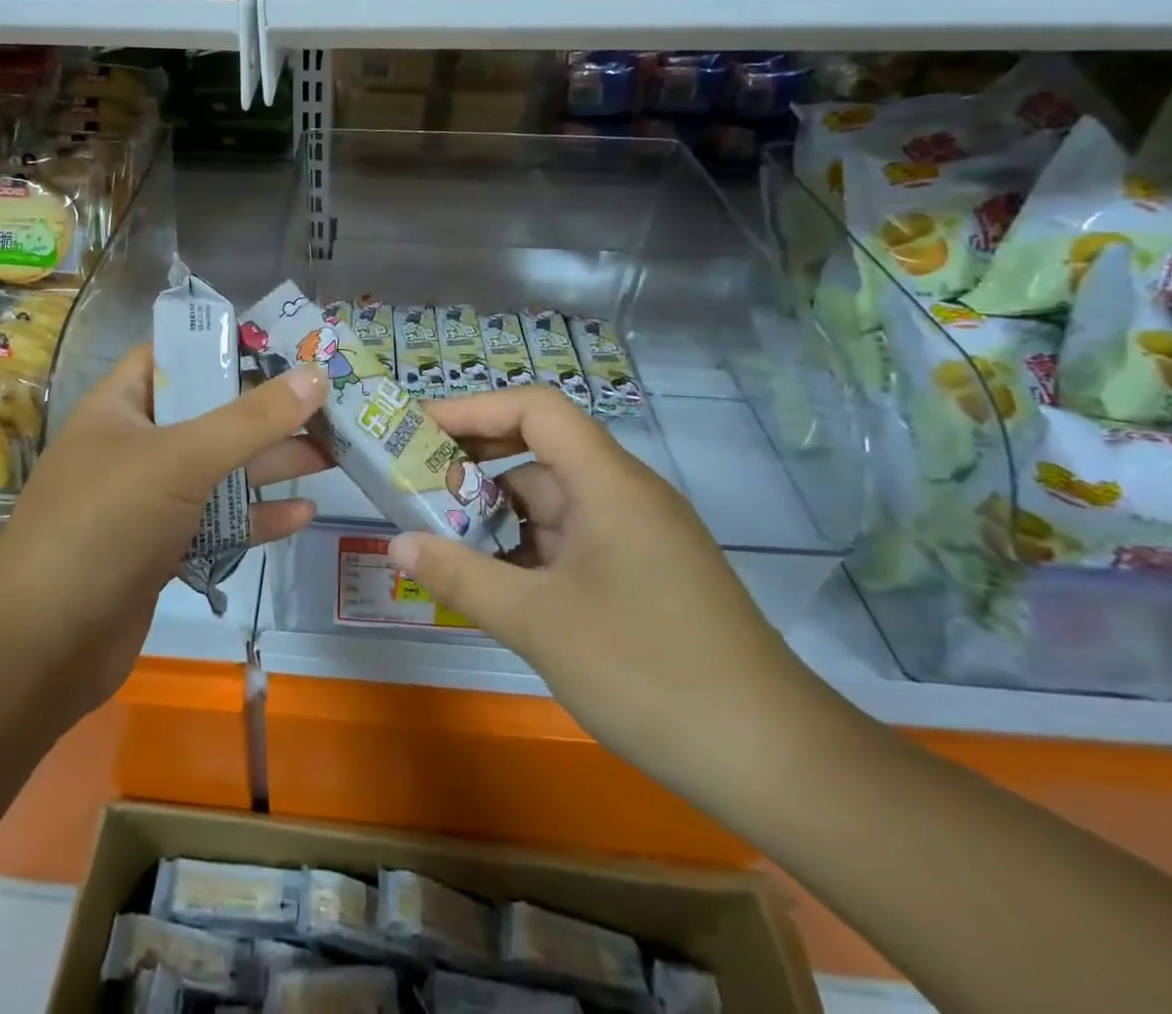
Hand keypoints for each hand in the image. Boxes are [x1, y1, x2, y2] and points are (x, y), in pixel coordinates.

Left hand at [0, 345, 329, 723]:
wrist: (42, 649)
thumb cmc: (105, 525)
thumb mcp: (181, 460)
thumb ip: (251, 420)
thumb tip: (315, 375)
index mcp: (121, 407)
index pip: (174, 355)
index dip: (225, 345)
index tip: (285, 346)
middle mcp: (134, 447)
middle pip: (209, 415)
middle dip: (265, 412)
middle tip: (326, 406)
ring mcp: (148, 502)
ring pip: (218, 472)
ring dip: (270, 464)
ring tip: (331, 455)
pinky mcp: (162, 550)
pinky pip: (216, 523)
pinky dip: (255, 518)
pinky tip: (302, 515)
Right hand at [390, 387, 834, 798]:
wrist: (774, 762)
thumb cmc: (650, 672)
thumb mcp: (539, 623)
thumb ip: (461, 577)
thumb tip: (397, 543)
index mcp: (608, 482)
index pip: (536, 410)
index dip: (473, 409)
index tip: (418, 430)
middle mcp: (622, 495)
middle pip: (538, 453)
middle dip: (473, 465)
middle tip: (412, 486)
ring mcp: (633, 537)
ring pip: (549, 504)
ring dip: (494, 517)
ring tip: (435, 538)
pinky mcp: (639, 575)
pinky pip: (567, 543)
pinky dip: (523, 552)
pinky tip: (488, 582)